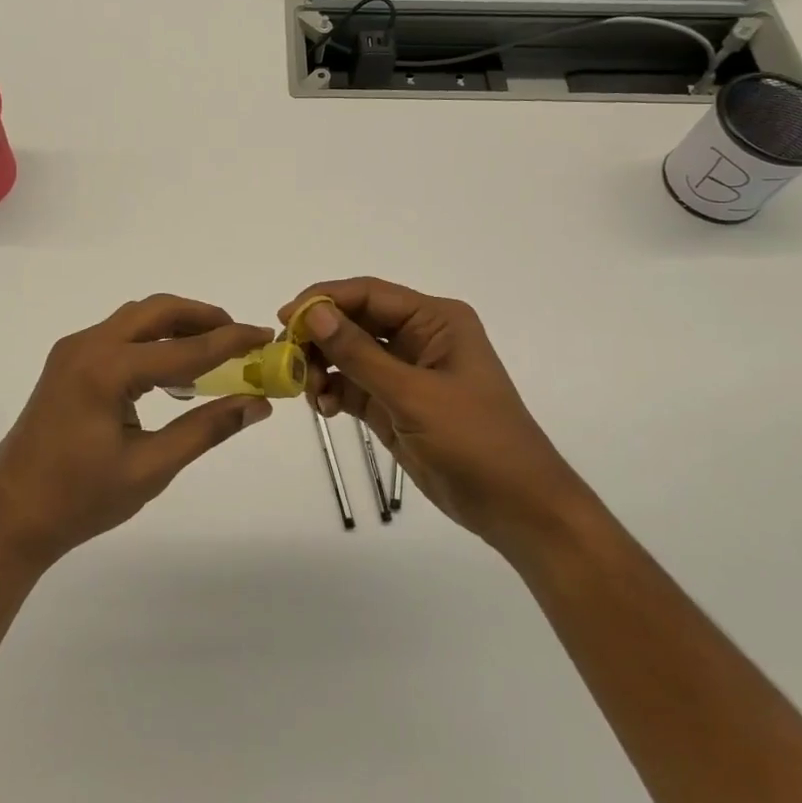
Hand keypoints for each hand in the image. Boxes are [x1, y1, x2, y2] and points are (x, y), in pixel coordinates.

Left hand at [0, 295, 274, 569]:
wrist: (10, 517)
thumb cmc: (80, 500)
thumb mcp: (151, 468)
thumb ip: (206, 429)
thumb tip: (257, 404)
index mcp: (106, 370)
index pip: (184, 348)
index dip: (230, 341)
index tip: (265, 334)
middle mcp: (87, 346)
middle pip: (156, 311)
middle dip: (201, 317)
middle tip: (238, 337)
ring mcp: (72, 352)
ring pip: (135, 319)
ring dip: (175, 326)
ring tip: (212, 351)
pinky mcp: (66, 364)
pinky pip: (118, 337)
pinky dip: (151, 341)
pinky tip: (171, 372)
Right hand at [276, 278, 583, 550]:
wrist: (516, 508)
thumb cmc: (476, 441)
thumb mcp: (414, 394)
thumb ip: (359, 354)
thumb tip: (313, 313)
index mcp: (435, 320)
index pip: (369, 294)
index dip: (324, 300)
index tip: (285, 318)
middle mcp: (419, 337)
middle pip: (354, 321)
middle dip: (319, 336)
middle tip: (287, 358)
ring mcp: (406, 372)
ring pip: (348, 354)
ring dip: (322, 366)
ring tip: (307, 390)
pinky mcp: (394, 404)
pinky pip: (352, 386)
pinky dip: (332, 392)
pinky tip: (322, 408)